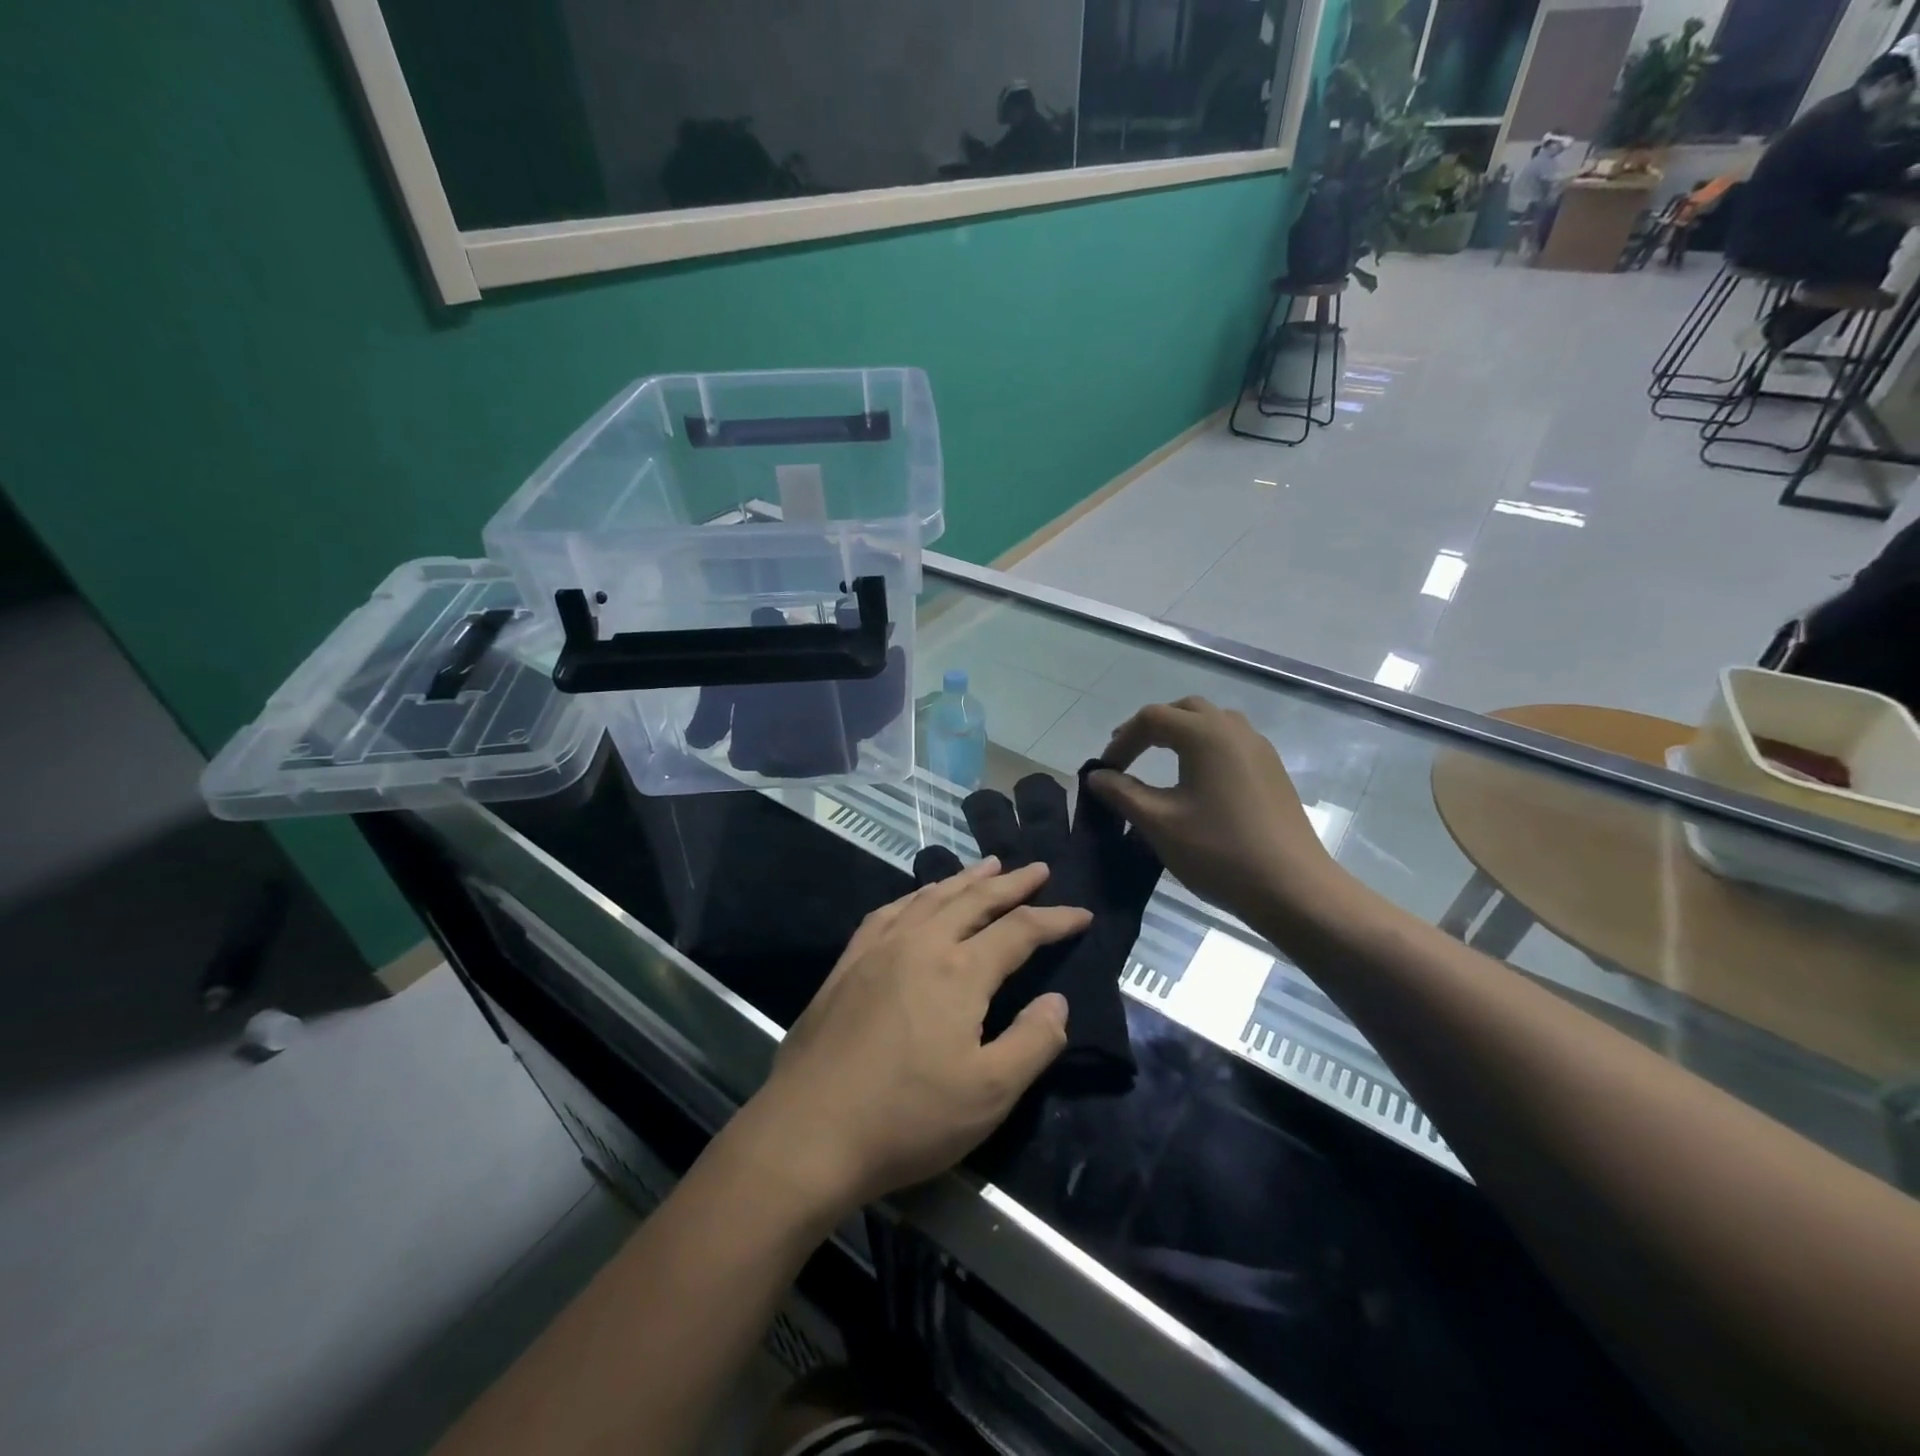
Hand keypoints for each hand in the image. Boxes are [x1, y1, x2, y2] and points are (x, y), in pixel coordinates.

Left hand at [740, 859, 1089, 1217]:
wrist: (809, 1132)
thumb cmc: (907, 1118)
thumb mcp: (989, 1094)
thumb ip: (1033, 1042)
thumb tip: (1058, 1001)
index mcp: (960, 971)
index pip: (1020, 930)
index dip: (1055, 920)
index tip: (1082, 914)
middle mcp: (921, 944)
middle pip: (975, 899)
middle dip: (1011, 883)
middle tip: (1038, 869)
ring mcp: (879, 949)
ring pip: (931, 897)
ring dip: (965, 879)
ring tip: (988, 866)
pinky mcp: (848, 963)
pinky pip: (889, 911)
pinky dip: (915, 896)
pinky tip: (918, 899)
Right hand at [1087, 697, 1343, 924]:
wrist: (1293, 889)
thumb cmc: (1219, 852)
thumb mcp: (1159, 823)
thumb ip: (1123, 793)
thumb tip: (1097, 776)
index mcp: (1206, 735)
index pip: (1152, 719)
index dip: (1122, 741)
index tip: (1104, 771)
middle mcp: (1234, 730)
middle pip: (1184, 710)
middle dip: (1150, 728)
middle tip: (1127, 756)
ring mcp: (1259, 749)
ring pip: (1211, 722)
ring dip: (1180, 733)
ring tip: (1159, 762)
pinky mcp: (1272, 771)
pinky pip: (1231, 742)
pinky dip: (1204, 748)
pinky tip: (1196, 781)